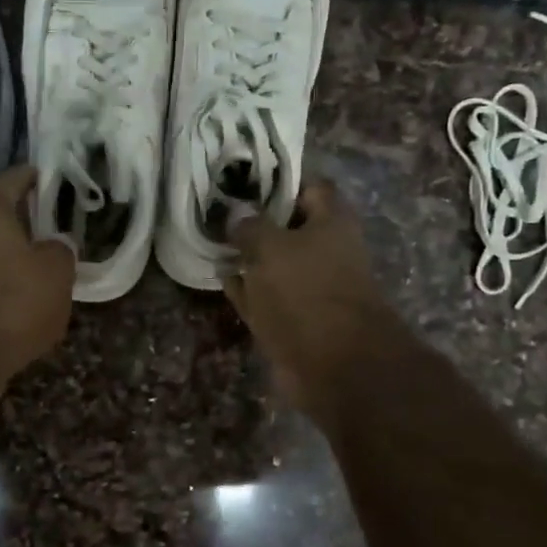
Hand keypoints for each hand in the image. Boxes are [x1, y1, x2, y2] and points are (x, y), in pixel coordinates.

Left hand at [0, 164, 75, 403]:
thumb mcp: (55, 273)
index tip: (47, 176)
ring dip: (12, 262)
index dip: (28, 176)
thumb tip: (55, 245)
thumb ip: (60, 251)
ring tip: (45, 273)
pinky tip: (24, 309)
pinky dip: (1, 293)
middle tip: (54, 229)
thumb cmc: (10, 304)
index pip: (6, 180)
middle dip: (23, 224)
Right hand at [224, 178, 397, 421]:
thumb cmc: (306, 293)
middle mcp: (325, 249)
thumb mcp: (270, 248)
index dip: (276, 181)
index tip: (241, 181)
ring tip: (212, 242)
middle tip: (218, 211)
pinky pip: (266, 295)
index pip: (307, 186)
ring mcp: (309, 286)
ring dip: (247, 256)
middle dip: (256, 220)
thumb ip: (249, 226)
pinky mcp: (295, 318)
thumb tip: (235, 214)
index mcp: (331, 222)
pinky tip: (221, 278)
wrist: (334, 366)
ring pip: (274, 262)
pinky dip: (246, 288)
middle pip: (288, 226)